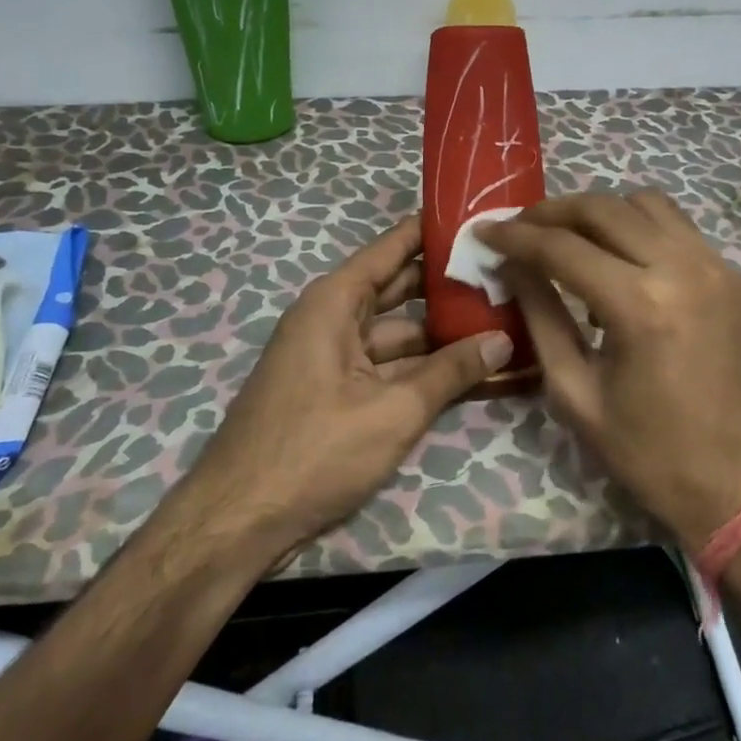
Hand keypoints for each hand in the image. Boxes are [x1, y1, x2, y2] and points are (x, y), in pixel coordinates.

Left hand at [183, 216, 512, 556]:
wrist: (237, 523)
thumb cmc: (314, 451)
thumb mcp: (392, 411)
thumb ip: (450, 373)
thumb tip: (502, 341)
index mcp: (335, 302)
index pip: (392, 248)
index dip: (433, 231)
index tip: (478, 217)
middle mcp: (332, 319)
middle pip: (400, 289)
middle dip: (448, 285)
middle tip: (503, 274)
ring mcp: (334, 357)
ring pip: (398, 333)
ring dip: (442, 333)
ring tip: (500, 322)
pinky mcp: (337, 392)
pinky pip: (387, 366)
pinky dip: (422, 368)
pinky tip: (467, 370)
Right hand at [477, 190, 740, 551]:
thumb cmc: (651, 454)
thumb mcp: (576, 394)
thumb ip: (541, 318)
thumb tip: (511, 267)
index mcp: (640, 307)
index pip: (562, 247)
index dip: (516, 235)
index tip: (485, 230)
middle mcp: (683, 269)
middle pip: (604, 208)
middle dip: (552, 211)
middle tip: (521, 227)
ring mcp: (718, 267)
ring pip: (646, 204)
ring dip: (600, 212)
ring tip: (571, 237)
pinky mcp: (737, 277)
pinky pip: (679, 229)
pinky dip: (641, 229)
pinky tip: (623, 261)